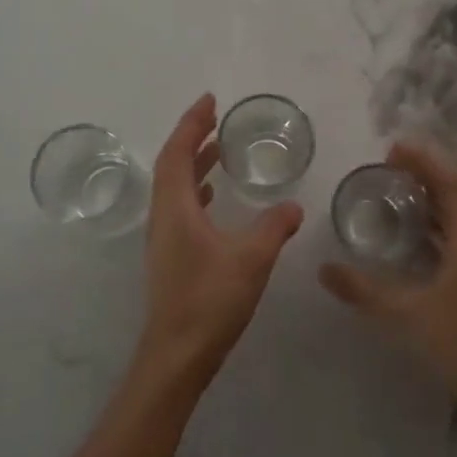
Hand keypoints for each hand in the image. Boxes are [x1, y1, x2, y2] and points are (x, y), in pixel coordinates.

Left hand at [136, 94, 303, 391]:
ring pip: (175, 189)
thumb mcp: (251, 259)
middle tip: (217, 120)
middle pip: (172, 166)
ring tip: (220, 151)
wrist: (177, 355)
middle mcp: (163, 218)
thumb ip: (274, 228)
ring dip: (195, 165)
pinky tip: (215, 199)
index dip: (191, 124)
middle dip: (192, 139)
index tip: (209, 101)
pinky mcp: (171, 258)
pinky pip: (181, 210)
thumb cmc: (210, 300)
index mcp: (175, 209)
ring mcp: (164, 240)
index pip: (177, 153)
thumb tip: (293, 206)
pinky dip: (197, 192)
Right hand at [318, 142, 456, 412]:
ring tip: (399, 192)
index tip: (395, 149)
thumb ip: (364, 290)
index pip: (452, 187)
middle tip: (392, 167)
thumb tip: (324, 269)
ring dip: (434, 200)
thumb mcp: (406, 313)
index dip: (426, 164)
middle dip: (429, 176)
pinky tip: (412, 237)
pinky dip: (436, 226)